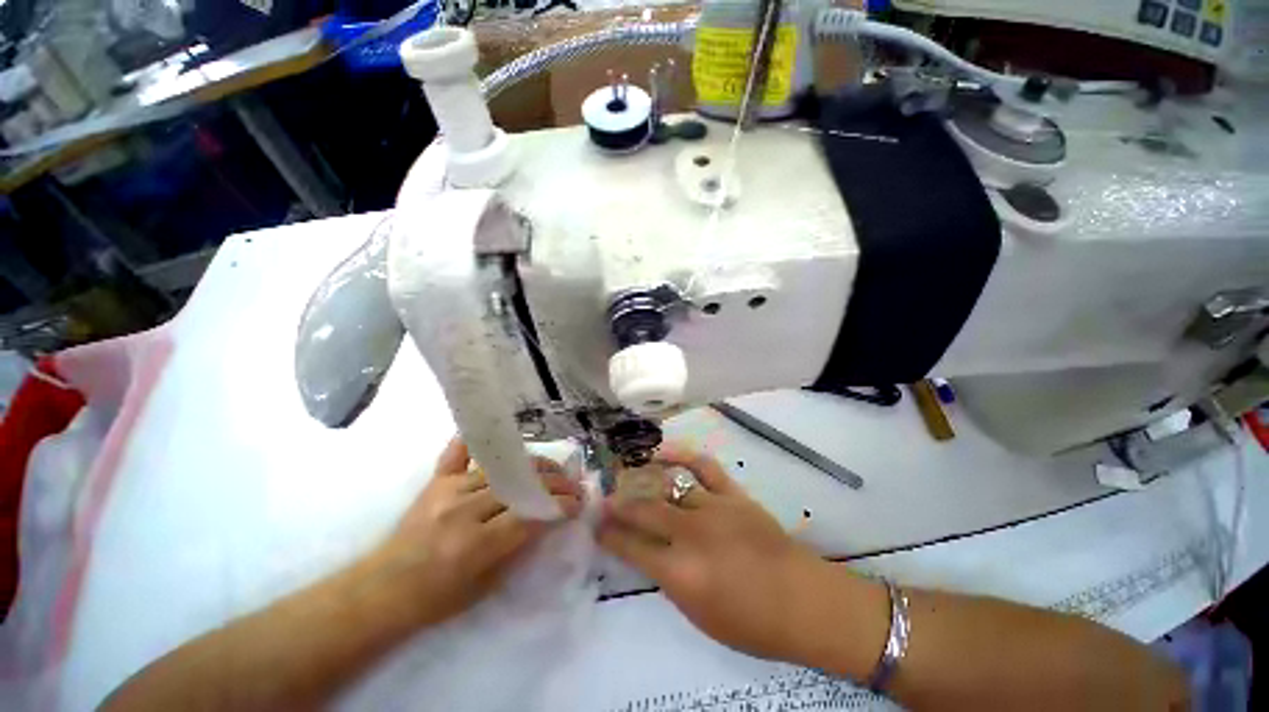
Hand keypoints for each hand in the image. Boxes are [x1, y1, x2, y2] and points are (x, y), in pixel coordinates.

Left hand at [370, 436, 583, 626]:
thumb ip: (520, 548)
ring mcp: (448, 491)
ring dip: (534, 465)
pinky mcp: (436, 481)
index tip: (579, 502)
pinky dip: (478, 441)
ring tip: (552, 469)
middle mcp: (464, 511)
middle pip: (520, 485)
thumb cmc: (437, 599)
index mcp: (475, 545)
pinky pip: (459, 452)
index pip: (530, 515)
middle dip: (555, 482)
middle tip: (573, 483)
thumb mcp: (487, 586)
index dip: (560, 506)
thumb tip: (551, 519)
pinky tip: (498, 433)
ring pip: (502, 468)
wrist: (382, 591)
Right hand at [598, 444, 838, 662]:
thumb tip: (653, 553)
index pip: (632, 548)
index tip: (597, 526)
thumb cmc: (752, 624)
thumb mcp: (699, 616)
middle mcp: (692, 534)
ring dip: (645, 482)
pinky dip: (683, 455)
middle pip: (645, 511)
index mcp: (681, 573)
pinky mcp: (733, 494)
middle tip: (606, 500)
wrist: (804, 601)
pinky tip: (666, 452)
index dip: (610, 536)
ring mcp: (714, 508)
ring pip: (669, 487)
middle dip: (620, 506)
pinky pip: (704, 466)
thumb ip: (671, 580)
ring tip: (630, 477)